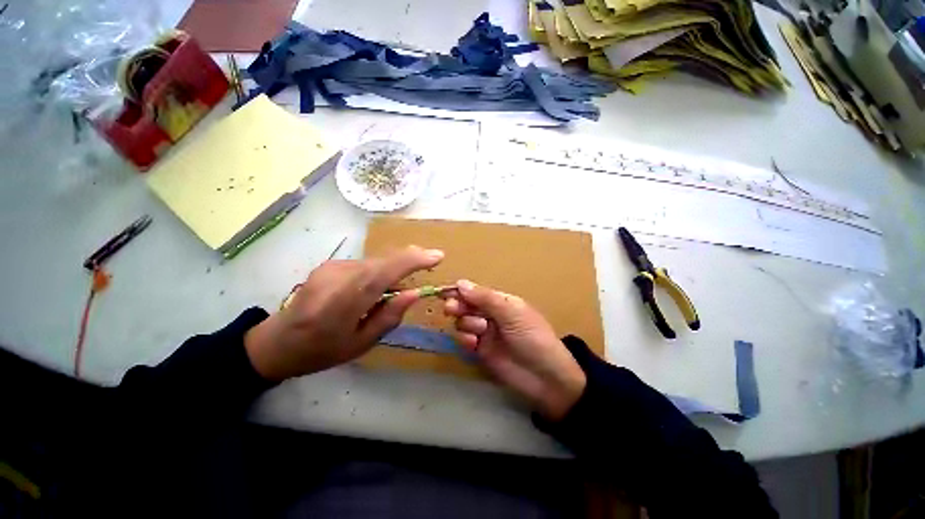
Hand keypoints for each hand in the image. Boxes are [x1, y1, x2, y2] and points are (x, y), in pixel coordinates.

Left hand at [245, 246, 444, 380]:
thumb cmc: (321, 351)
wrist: (276, 342)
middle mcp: (337, 277)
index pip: (383, 272)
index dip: (412, 261)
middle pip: (383, 261)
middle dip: (410, 259)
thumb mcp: (360, 344)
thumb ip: (389, 317)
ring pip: (376, 262)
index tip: (437, 256)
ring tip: (401, 284)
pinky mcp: (330, 264)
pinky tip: (377, 286)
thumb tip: (414, 293)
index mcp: (343, 303)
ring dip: (395, 267)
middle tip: (430, 261)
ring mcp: (332, 267)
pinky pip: (365, 264)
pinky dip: (380, 271)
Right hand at [444, 280, 586, 420]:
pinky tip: (472, 343)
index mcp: (501, 302)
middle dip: (458, 306)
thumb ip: (485, 298)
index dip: (461, 291)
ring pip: (463, 322)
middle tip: (451, 309)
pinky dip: (464, 339)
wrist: (545, 378)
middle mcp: (491, 315)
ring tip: (479, 330)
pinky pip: (464, 340)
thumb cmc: (532, 337)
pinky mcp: (480, 351)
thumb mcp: (511, 313)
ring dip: (466, 323)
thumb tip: (460, 283)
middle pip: (467, 306)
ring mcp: (485, 333)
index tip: (446, 292)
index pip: (477, 292)